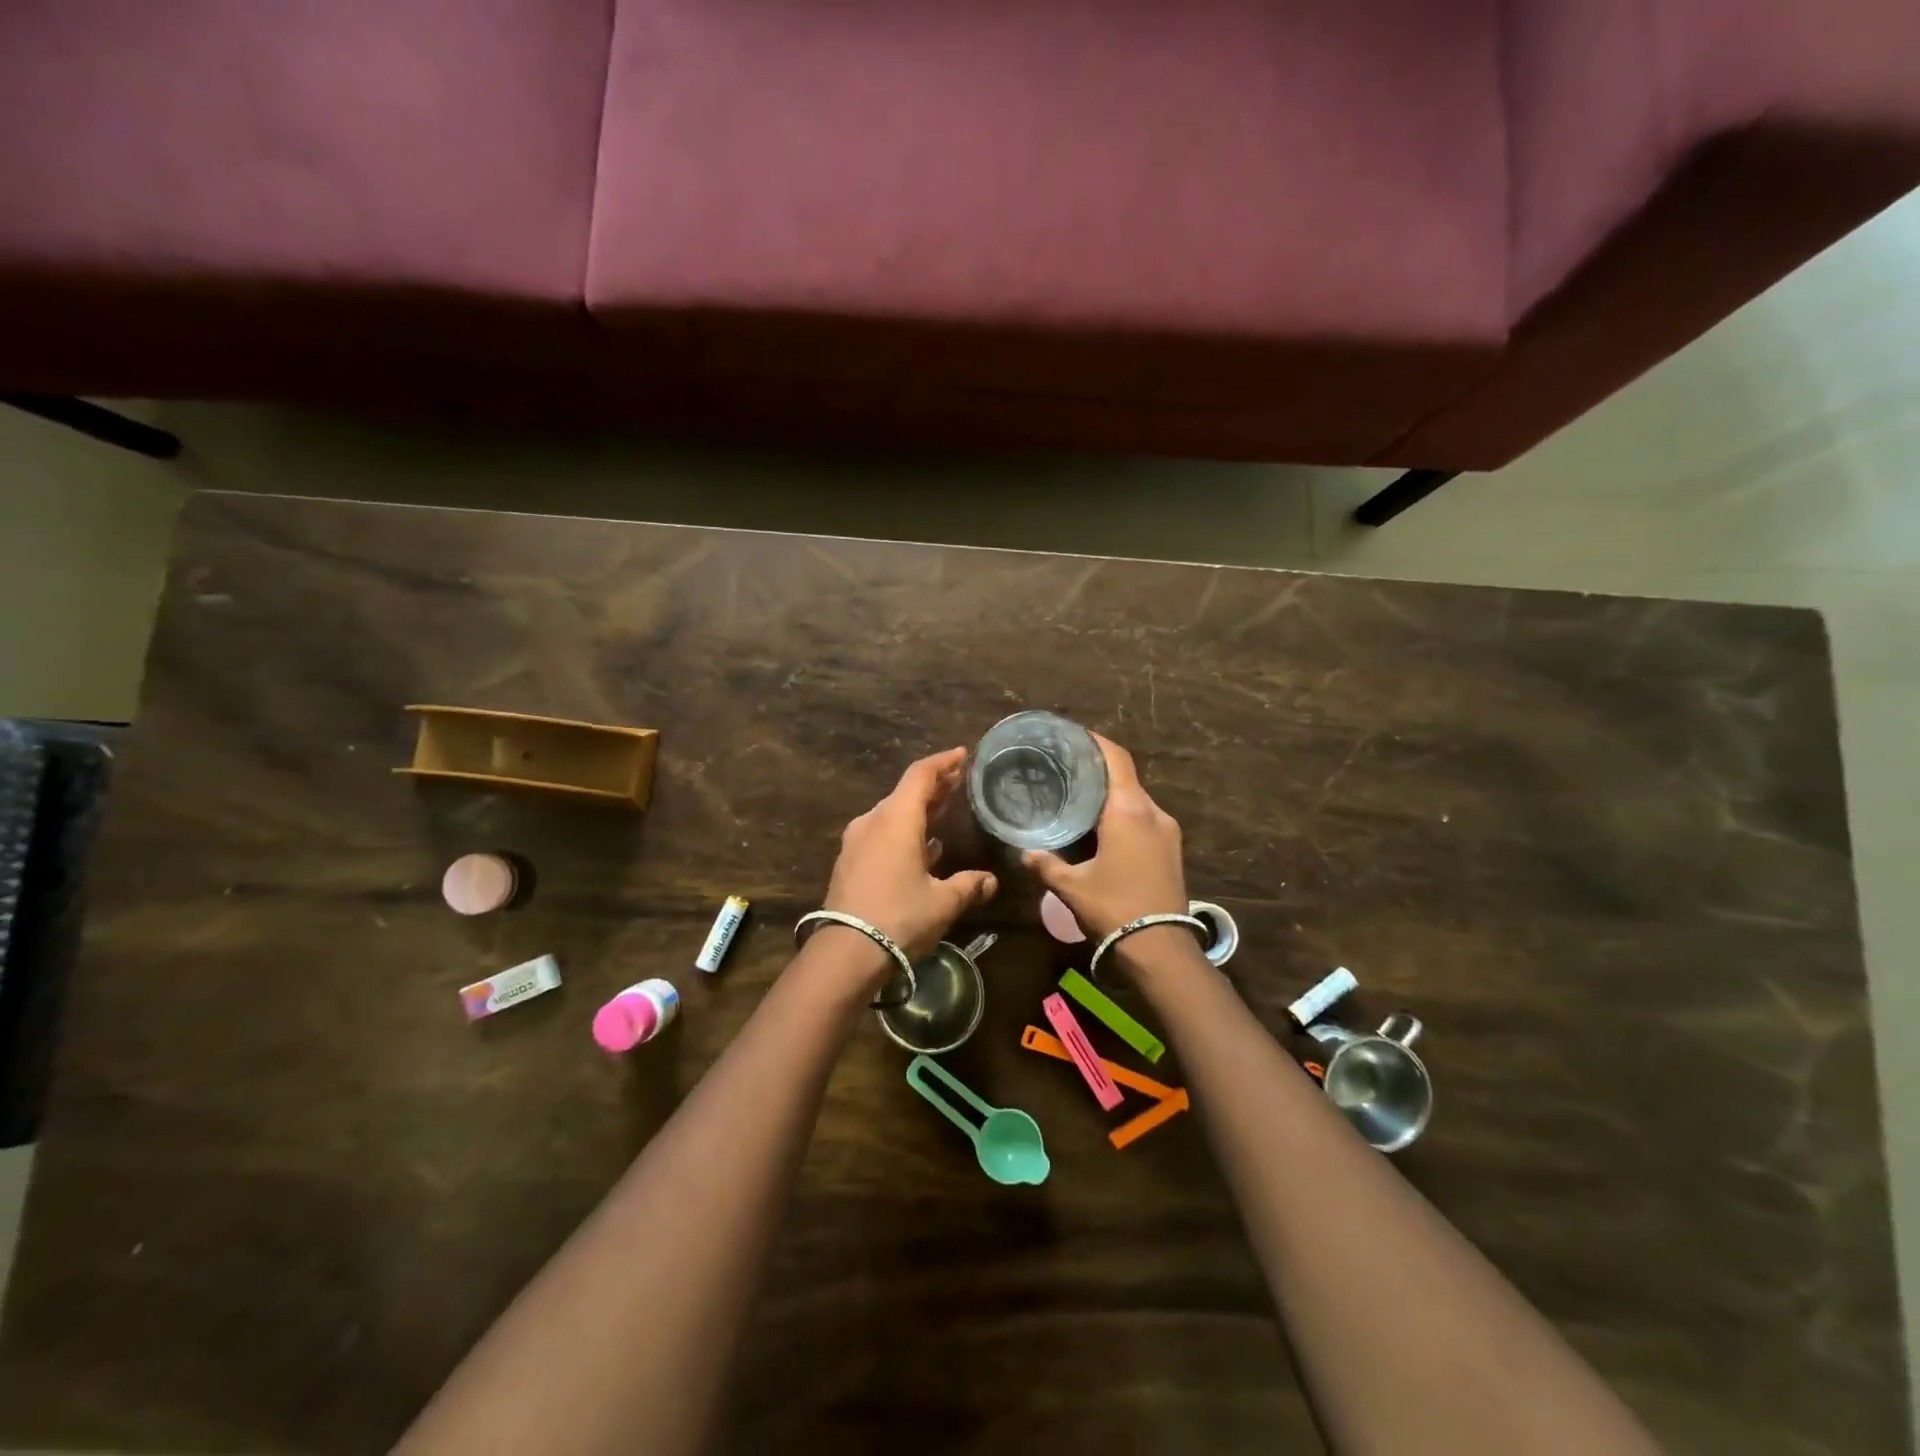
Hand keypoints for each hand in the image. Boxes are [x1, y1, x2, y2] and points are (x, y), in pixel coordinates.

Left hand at [823, 747, 998, 963]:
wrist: (845, 953)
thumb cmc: (900, 917)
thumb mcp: (943, 902)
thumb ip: (969, 886)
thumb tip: (991, 881)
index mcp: (897, 819)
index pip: (921, 775)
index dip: (944, 762)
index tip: (963, 754)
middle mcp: (873, 822)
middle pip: (906, 793)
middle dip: (934, 786)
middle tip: (959, 782)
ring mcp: (857, 842)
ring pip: (892, 815)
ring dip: (918, 810)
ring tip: (945, 811)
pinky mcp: (849, 862)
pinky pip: (881, 835)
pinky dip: (904, 831)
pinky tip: (923, 847)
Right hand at [1023, 735, 1191, 970]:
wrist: (1161, 948)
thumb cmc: (1113, 908)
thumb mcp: (1071, 886)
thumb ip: (1045, 864)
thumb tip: (1024, 853)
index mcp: (1129, 810)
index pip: (1116, 758)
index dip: (1096, 741)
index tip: (1074, 735)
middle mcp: (1153, 813)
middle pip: (1125, 778)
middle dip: (1098, 771)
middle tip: (1067, 769)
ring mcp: (1167, 832)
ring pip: (1136, 801)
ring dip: (1111, 796)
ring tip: (1080, 799)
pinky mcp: (1172, 850)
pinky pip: (1144, 819)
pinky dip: (1123, 815)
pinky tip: (1101, 829)